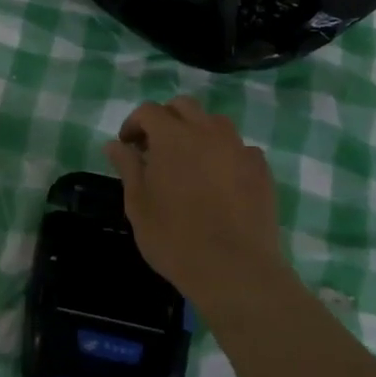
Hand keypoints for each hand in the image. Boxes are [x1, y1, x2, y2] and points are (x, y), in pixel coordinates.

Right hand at [104, 96, 284, 304]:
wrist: (235, 270)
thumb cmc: (175, 237)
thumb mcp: (138, 204)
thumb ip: (127, 167)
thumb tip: (114, 144)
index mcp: (172, 136)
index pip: (149, 111)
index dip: (134, 123)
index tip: (128, 146)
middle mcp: (207, 131)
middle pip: (184, 107)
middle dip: (166, 119)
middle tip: (156, 148)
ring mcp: (238, 148)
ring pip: (215, 123)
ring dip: (197, 131)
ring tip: (190, 161)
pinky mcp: (261, 169)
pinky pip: (240, 148)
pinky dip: (225, 154)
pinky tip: (221, 180)